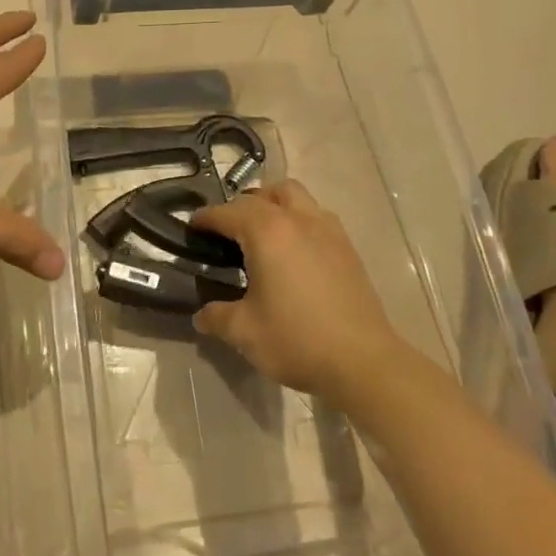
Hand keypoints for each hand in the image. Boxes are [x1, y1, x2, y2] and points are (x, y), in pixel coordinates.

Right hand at [190, 181, 406, 398]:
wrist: (363, 361)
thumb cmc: (297, 339)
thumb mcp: (245, 332)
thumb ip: (217, 317)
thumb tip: (202, 315)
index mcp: (267, 232)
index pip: (228, 213)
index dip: (206, 218)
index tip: (192, 227)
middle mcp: (298, 219)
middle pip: (263, 194)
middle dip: (241, 206)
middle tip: (227, 232)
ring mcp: (327, 230)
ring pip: (295, 197)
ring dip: (273, 204)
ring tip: (262, 234)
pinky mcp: (347, 247)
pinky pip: (316, 216)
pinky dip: (298, 221)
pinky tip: (294, 252)